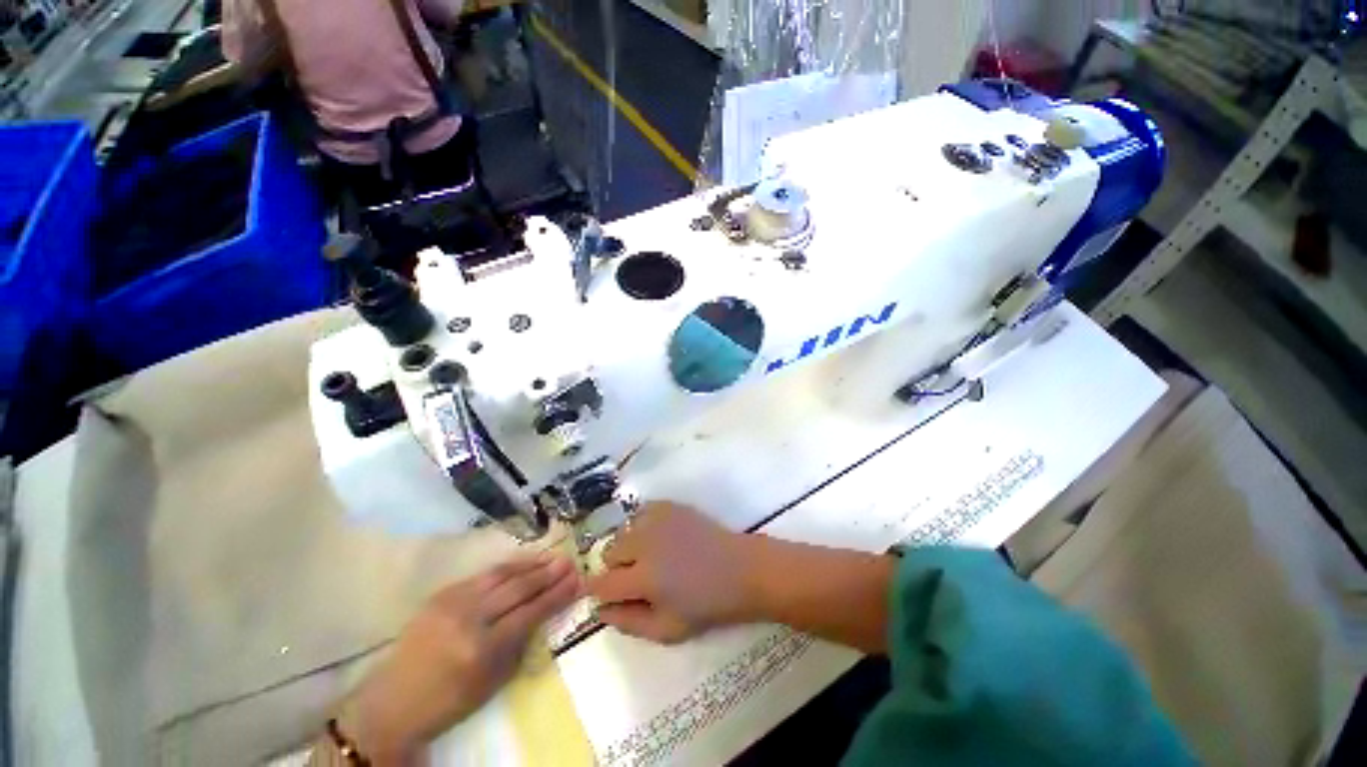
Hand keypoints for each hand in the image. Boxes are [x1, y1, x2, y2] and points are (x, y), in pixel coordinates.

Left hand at [339, 554, 580, 763]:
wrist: (392, 701)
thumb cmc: (447, 702)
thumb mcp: (491, 683)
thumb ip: (519, 644)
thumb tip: (542, 612)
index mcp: (483, 648)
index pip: (530, 613)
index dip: (557, 595)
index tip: (577, 581)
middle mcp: (469, 618)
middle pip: (518, 588)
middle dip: (548, 574)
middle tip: (570, 562)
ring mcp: (453, 602)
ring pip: (502, 574)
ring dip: (531, 564)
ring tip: (552, 556)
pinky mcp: (443, 593)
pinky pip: (483, 575)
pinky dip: (508, 567)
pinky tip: (523, 562)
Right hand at [588, 502, 756, 643]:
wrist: (740, 569)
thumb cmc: (707, 605)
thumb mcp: (667, 629)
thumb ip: (629, 622)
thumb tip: (601, 610)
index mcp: (644, 577)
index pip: (602, 583)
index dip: (595, 590)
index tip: (596, 593)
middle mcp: (645, 542)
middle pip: (609, 553)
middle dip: (615, 569)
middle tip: (635, 579)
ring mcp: (657, 519)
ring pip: (623, 531)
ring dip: (628, 546)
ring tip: (648, 557)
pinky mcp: (669, 506)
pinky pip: (640, 512)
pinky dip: (640, 525)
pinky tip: (656, 537)